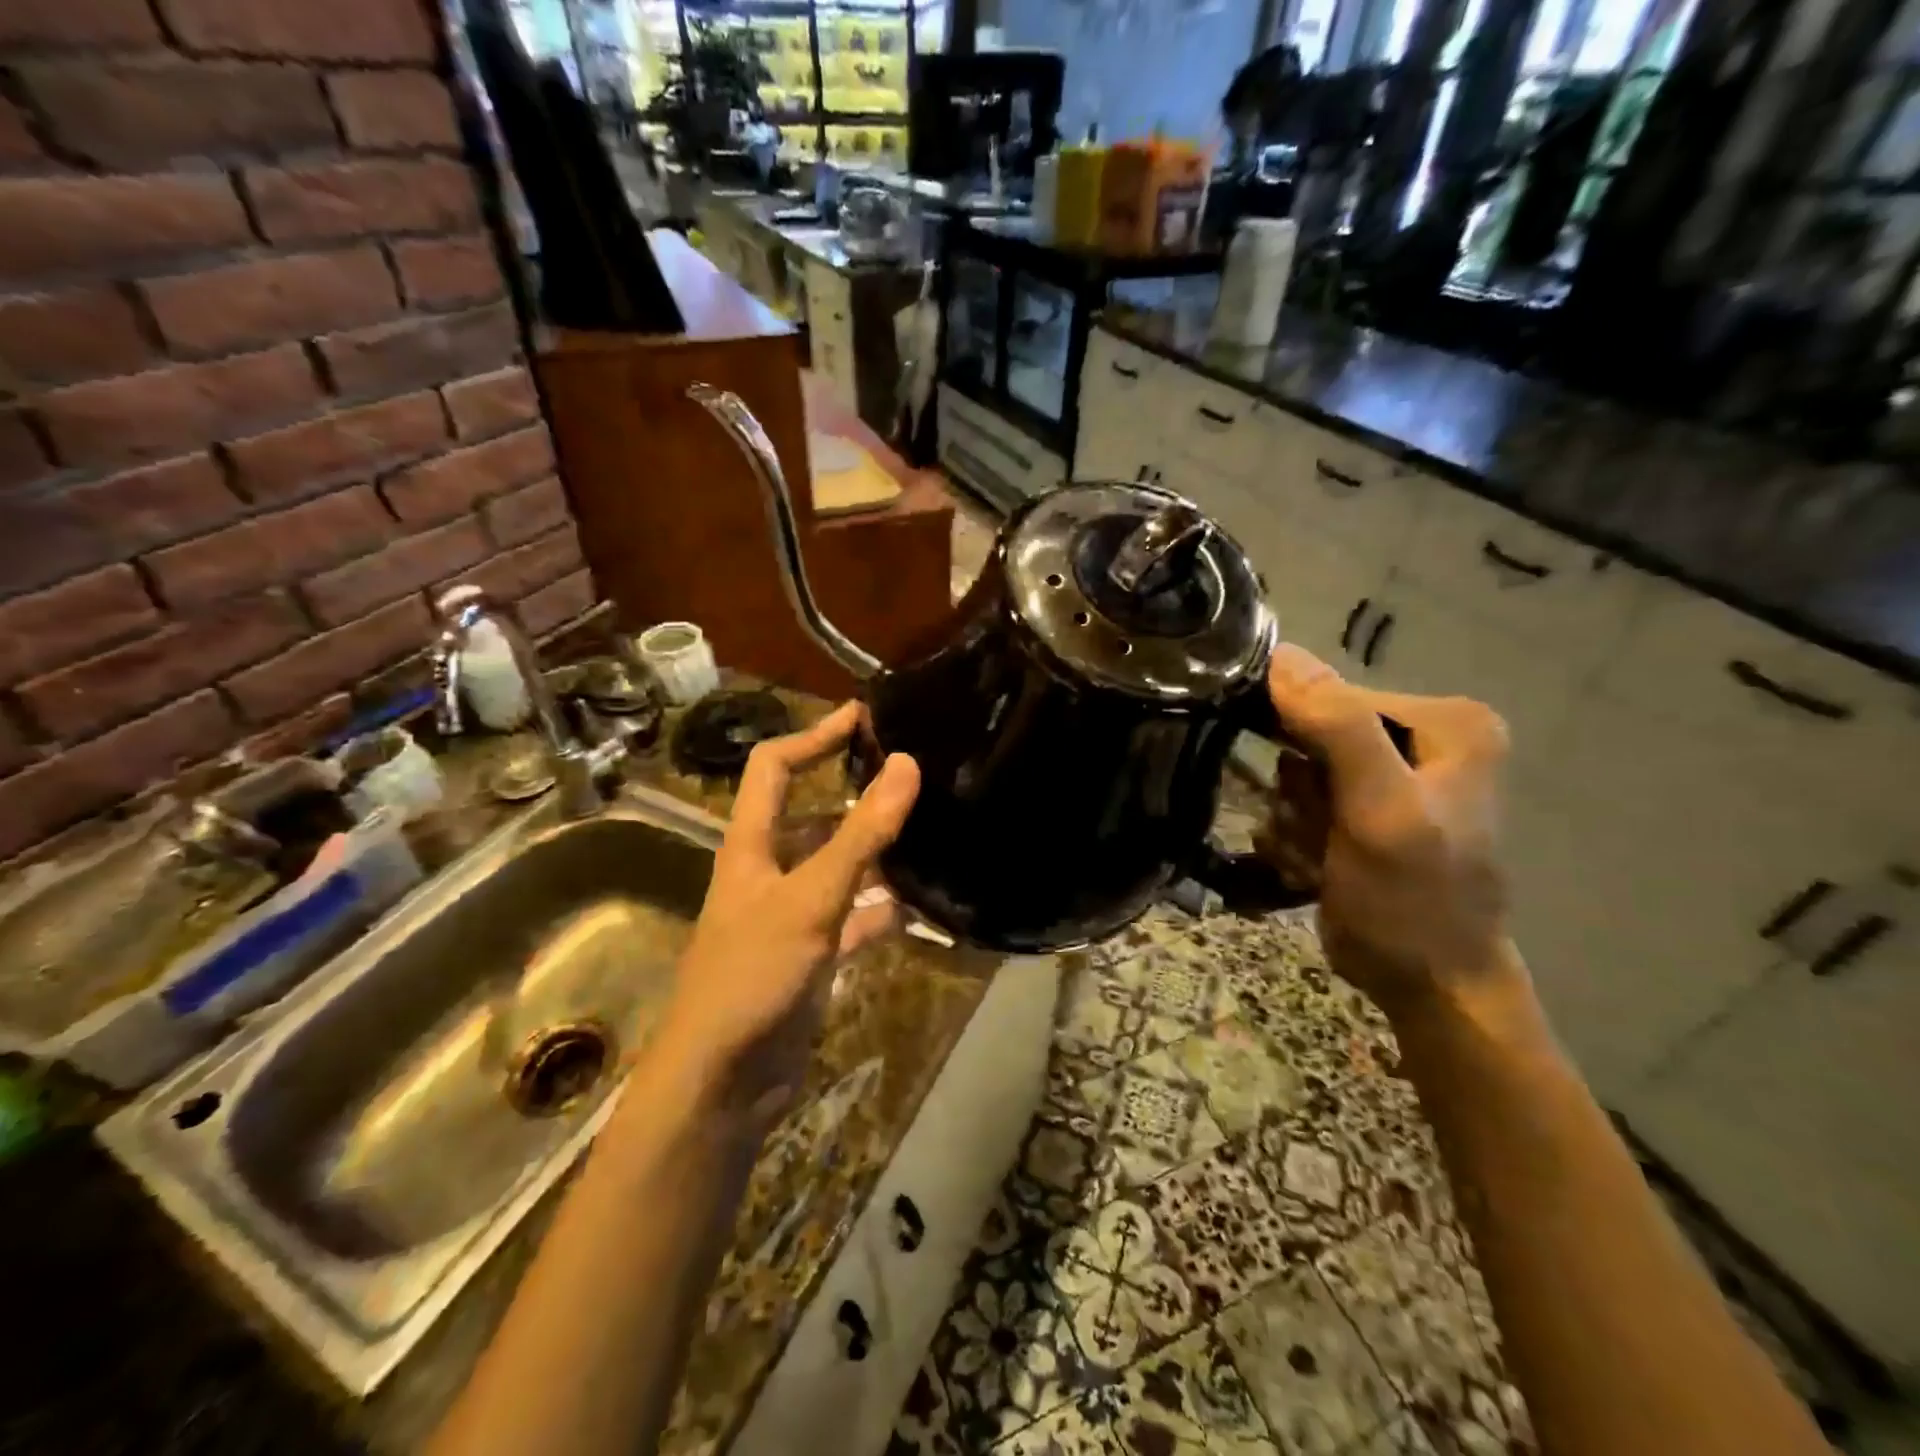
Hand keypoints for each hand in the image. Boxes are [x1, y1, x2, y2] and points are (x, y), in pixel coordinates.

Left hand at [657, 702, 920, 1118]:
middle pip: (814, 816)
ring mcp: (791, 916)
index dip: (814, 736)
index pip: (775, 768)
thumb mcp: (810, 899)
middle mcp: (769, 872)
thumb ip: (861, 835)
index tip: (864, 716)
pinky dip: (883, 911)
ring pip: (840, 869)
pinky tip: (922, 906)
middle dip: (858, 794)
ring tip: (931, 832)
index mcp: (751, 846)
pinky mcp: (812, 956)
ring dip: (877, 854)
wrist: (722, 1083)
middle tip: (914, 776)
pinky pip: (855, 920)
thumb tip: (906, 764)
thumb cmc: (753, 976)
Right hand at [1264, 645, 1519, 1018]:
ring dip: (1293, 820)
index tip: (1306, 797)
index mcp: (1446, 720)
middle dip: (1299, 793)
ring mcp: (1391, 773)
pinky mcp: (1365, 806)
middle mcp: (1422, 735)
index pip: (1332, 695)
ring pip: (1297, 772)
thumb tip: (1281, 655)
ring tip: (1318, 858)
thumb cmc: (1413, 902)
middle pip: (1311, 735)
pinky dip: (1296, 836)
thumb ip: (1340, 728)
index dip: (1301, 741)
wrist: (1430, 987)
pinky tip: (1315, 866)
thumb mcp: (1381, 812)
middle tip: (1319, 836)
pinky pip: (1300, 800)